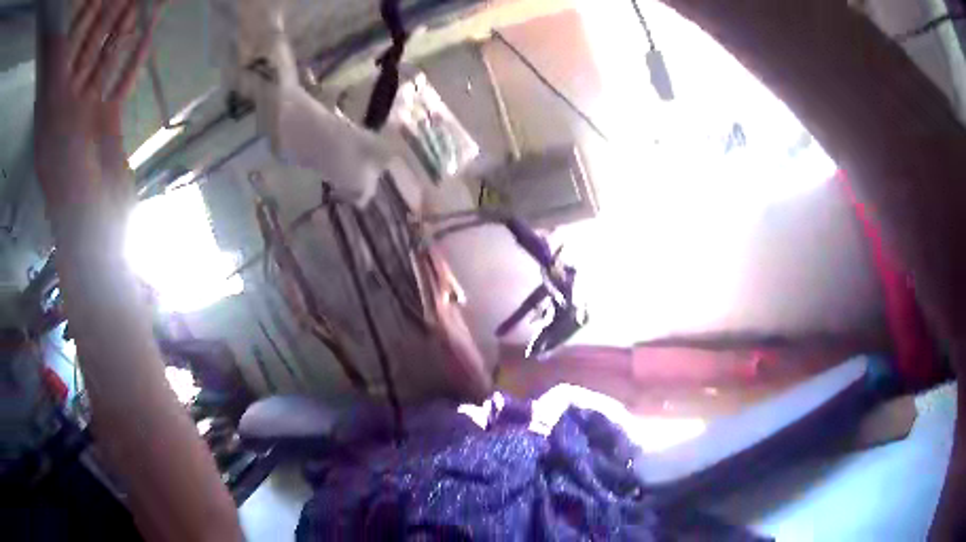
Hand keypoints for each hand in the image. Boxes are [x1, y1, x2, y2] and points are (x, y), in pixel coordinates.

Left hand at [34, 0, 160, 216]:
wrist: (93, 229)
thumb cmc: (68, 191)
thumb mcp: (49, 135)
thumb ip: (52, 90)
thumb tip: (56, 48)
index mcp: (54, 106)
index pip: (67, 51)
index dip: (81, 21)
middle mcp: (70, 101)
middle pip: (88, 49)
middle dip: (105, 17)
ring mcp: (90, 108)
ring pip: (106, 59)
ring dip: (122, 31)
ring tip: (139, 2)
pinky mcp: (108, 119)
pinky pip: (121, 81)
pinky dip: (134, 59)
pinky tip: (147, 36)